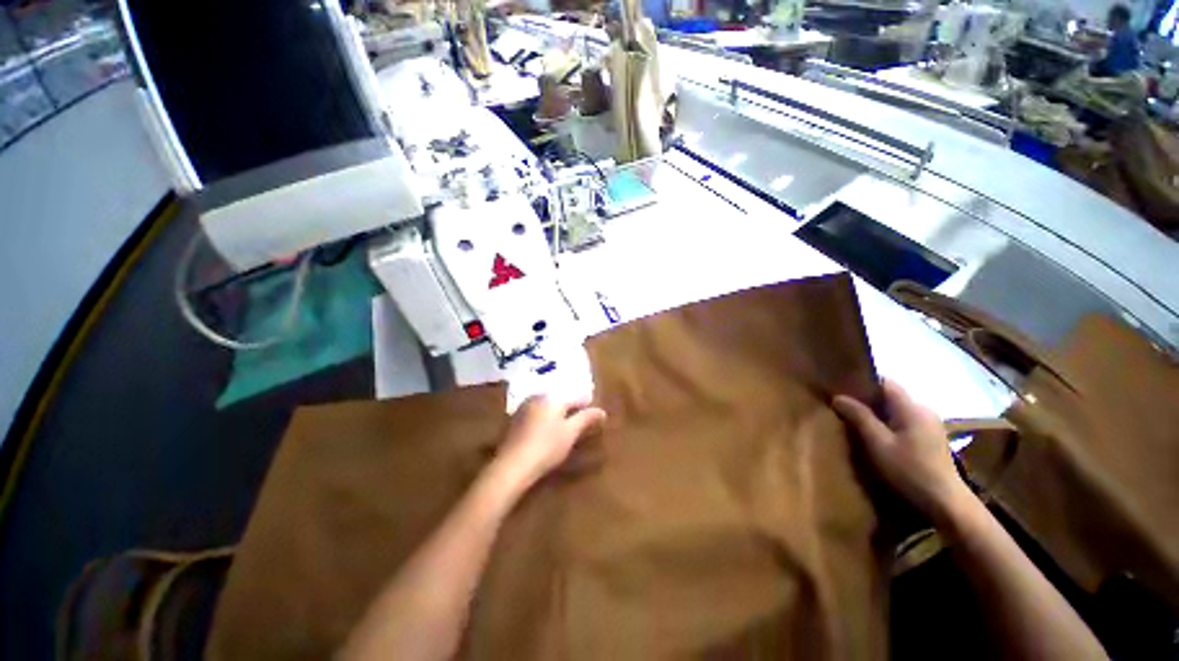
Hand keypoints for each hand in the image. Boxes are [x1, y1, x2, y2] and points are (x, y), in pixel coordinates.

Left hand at [488, 395, 606, 494]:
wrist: (512, 465)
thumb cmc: (547, 446)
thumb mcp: (571, 433)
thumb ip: (586, 418)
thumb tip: (602, 411)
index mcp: (553, 397)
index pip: (576, 397)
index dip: (587, 405)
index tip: (595, 415)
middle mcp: (538, 396)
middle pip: (560, 399)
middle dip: (571, 408)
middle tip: (580, 421)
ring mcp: (525, 407)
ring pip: (547, 406)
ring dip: (557, 413)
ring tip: (565, 426)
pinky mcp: (516, 419)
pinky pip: (537, 413)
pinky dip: (545, 419)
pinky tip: (546, 431)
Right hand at [833, 380, 972, 522]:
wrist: (946, 502)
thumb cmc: (909, 470)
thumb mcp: (878, 443)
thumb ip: (859, 417)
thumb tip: (838, 397)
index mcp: (911, 407)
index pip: (886, 382)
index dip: (864, 382)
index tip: (843, 388)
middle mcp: (924, 410)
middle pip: (892, 395)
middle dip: (869, 399)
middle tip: (846, 407)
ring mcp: (930, 424)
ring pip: (898, 409)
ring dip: (879, 413)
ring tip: (859, 422)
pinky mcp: (932, 437)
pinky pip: (905, 421)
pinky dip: (890, 423)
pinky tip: (880, 437)